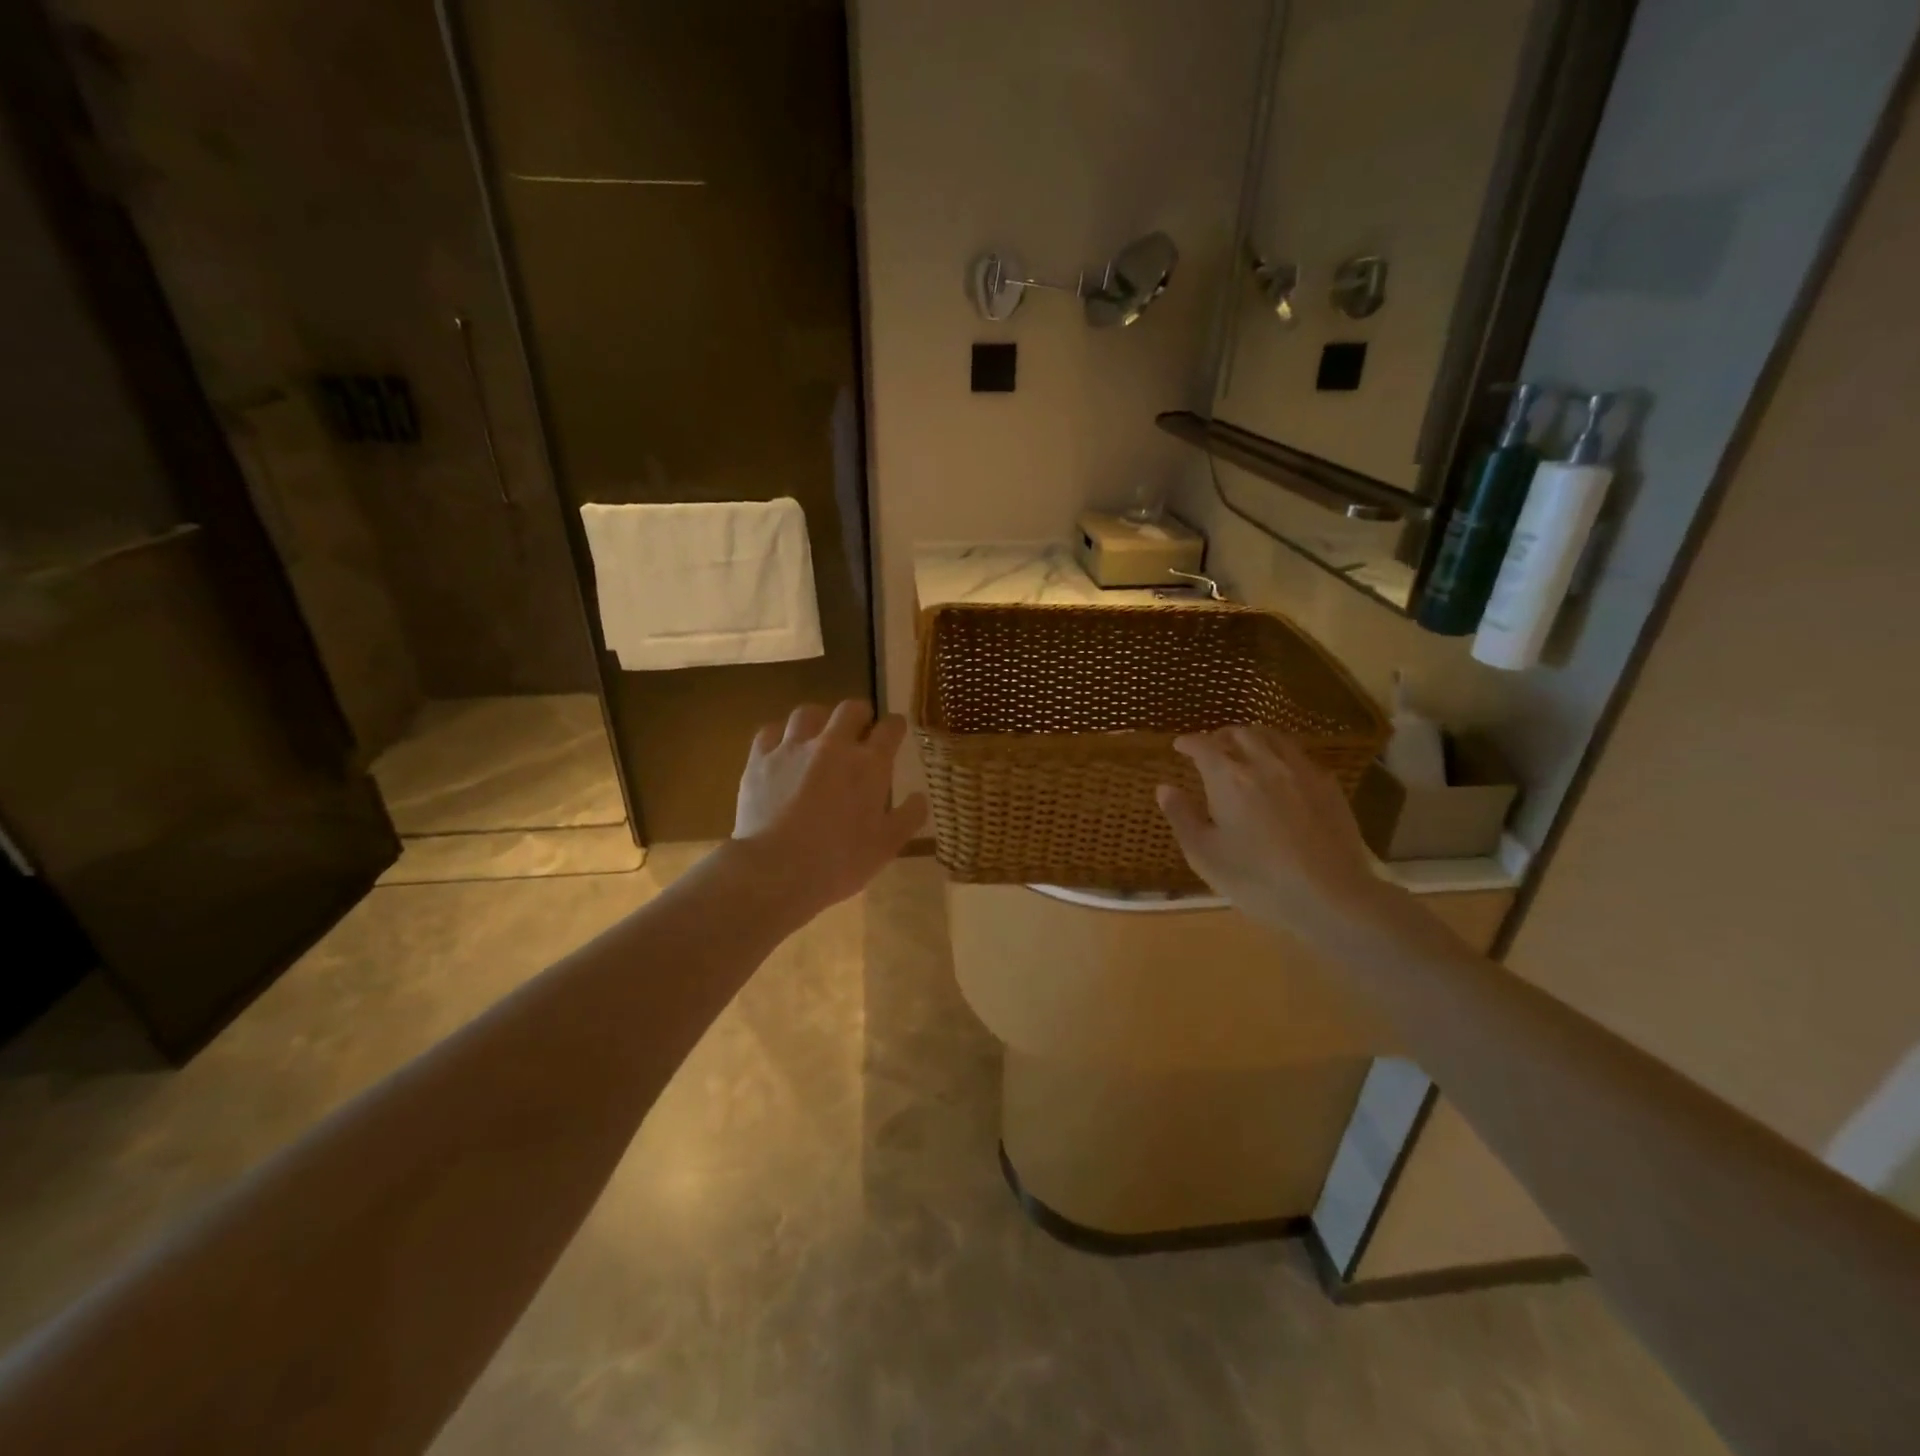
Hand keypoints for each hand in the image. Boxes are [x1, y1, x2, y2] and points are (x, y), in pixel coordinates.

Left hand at [732, 700, 928, 911]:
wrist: (776, 870)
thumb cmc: (839, 861)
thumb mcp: (887, 846)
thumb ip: (908, 817)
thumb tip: (919, 797)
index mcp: (870, 765)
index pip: (890, 728)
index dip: (896, 725)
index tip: (896, 730)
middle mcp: (833, 745)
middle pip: (850, 709)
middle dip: (860, 714)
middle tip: (860, 728)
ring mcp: (793, 749)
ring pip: (808, 713)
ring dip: (819, 720)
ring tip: (818, 734)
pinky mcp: (760, 759)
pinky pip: (771, 731)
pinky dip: (780, 735)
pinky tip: (782, 748)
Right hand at [1156, 725, 1393, 944]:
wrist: (1331, 896)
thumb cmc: (1256, 879)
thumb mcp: (1205, 854)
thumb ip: (1182, 817)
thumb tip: (1165, 788)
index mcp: (1228, 778)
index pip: (1203, 746)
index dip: (1188, 742)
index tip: (1179, 745)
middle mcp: (1264, 764)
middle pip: (1241, 734)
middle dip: (1221, 736)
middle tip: (1211, 747)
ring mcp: (1301, 772)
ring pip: (1274, 738)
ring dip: (1253, 738)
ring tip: (1245, 750)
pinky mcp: (1329, 787)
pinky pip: (1300, 757)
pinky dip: (1281, 755)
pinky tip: (1282, 773)